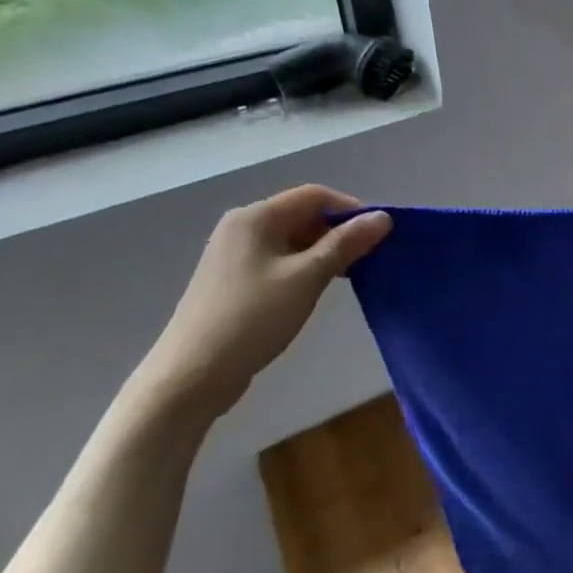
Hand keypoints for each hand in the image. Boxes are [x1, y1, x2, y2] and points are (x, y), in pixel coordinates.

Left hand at [141, 185, 391, 415]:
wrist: (190, 376)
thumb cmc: (252, 318)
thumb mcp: (308, 277)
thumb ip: (346, 243)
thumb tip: (382, 217)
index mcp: (255, 217)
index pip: (315, 196)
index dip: (351, 208)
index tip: (379, 234)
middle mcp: (241, 227)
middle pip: (302, 215)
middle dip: (339, 231)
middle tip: (369, 257)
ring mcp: (233, 255)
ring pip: (292, 240)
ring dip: (324, 252)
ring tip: (350, 275)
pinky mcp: (232, 281)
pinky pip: (279, 260)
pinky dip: (304, 267)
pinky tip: (318, 289)